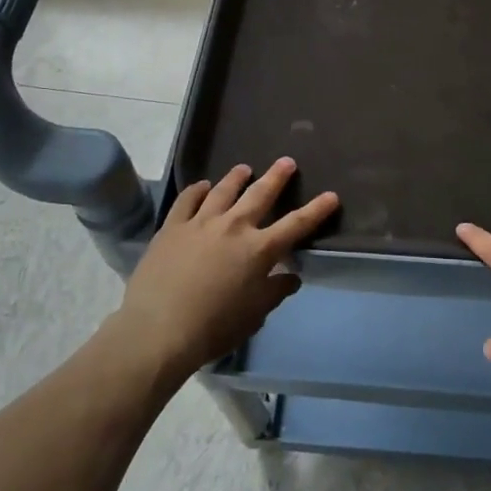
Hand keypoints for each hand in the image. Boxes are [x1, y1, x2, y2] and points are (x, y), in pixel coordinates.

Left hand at [112, 158, 337, 378]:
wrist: (158, 329)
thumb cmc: (213, 328)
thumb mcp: (253, 316)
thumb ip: (274, 292)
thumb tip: (291, 277)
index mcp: (259, 250)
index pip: (296, 225)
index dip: (317, 210)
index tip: (331, 195)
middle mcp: (234, 227)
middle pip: (260, 194)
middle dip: (277, 177)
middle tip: (286, 161)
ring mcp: (201, 223)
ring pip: (223, 190)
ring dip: (237, 177)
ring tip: (244, 168)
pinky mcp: (172, 227)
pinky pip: (187, 200)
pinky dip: (197, 190)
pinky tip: (202, 186)